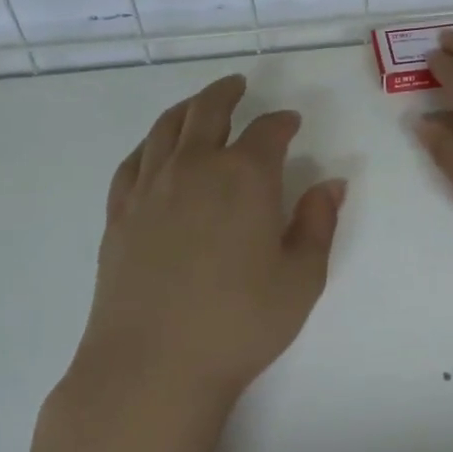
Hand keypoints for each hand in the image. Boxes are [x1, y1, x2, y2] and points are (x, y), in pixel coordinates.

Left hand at [80, 74, 346, 406]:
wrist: (152, 366)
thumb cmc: (239, 323)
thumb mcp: (301, 278)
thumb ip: (319, 223)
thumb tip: (332, 183)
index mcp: (245, 176)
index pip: (268, 131)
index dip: (282, 122)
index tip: (291, 122)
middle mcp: (196, 167)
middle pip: (209, 111)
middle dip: (227, 93)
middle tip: (238, 85)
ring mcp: (151, 187)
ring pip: (167, 127)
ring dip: (188, 107)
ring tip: (199, 103)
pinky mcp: (120, 212)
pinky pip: (134, 161)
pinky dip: (150, 143)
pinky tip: (157, 149)